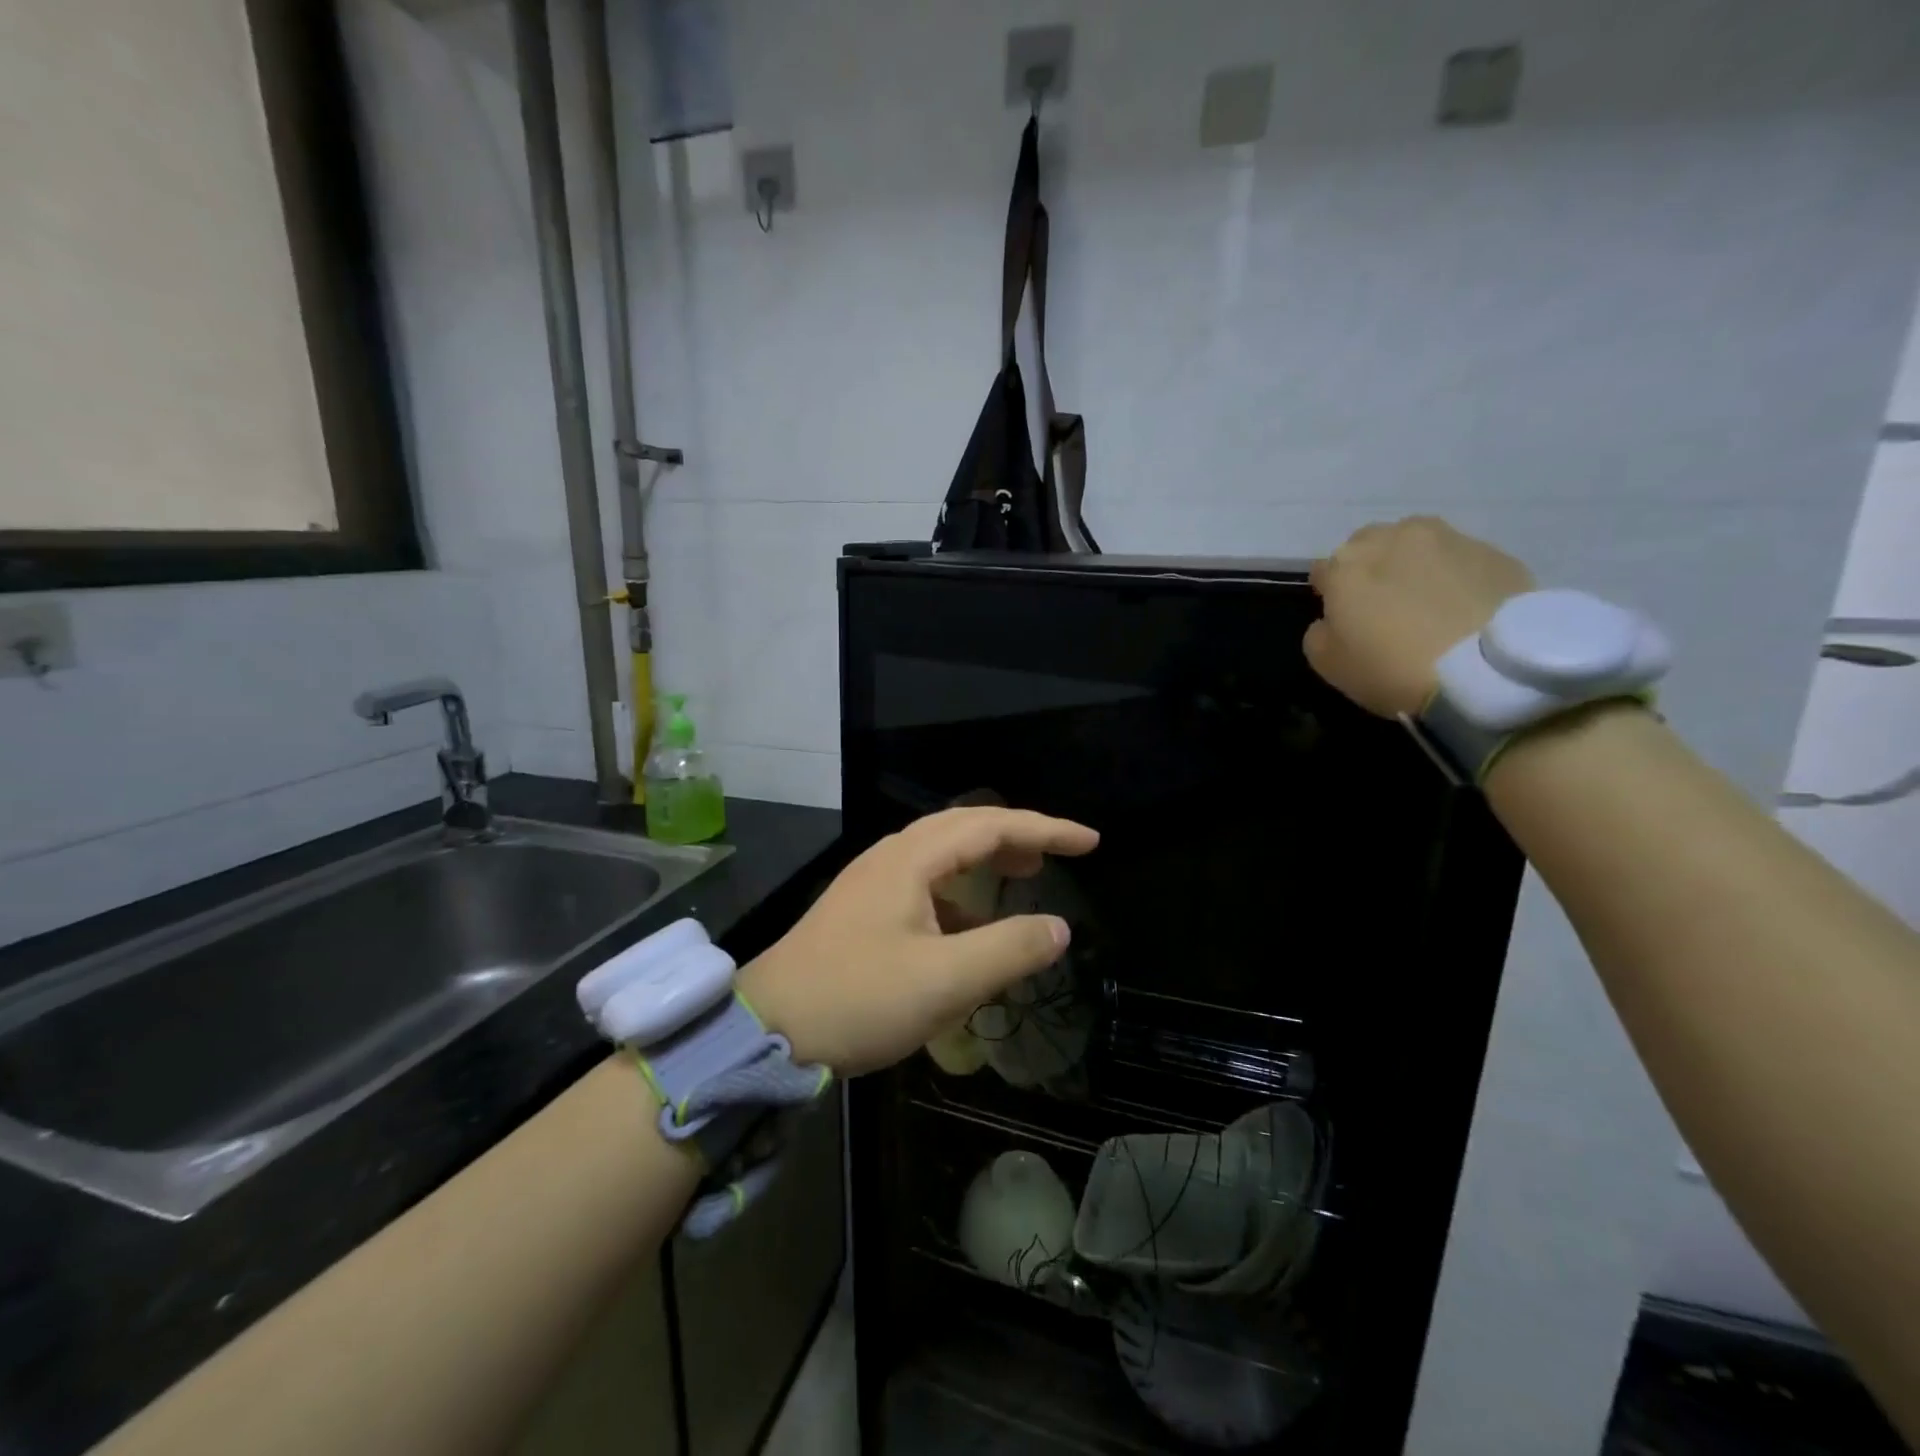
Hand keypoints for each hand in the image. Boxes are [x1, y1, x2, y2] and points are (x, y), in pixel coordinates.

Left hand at [736, 807, 1099, 1075]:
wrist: (767, 1030)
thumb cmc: (858, 1000)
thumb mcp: (945, 980)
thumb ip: (1009, 950)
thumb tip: (1060, 927)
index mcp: (911, 859)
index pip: (991, 825)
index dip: (1045, 829)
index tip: (1089, 842)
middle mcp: (891, 857)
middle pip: (965, 827)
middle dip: (1017, 835)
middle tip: (1059, 855)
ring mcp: (872, 882)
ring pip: (942, 853)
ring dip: (987, 859)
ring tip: (1024, 877)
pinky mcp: (862, 910)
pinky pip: (925, 883)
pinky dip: (961, 891)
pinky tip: (970, 924)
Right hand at [1304, 516, 1534, 717]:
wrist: (1487, 669)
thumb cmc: (1393, 668)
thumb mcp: (1329, 664)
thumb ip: (1319, 633)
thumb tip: (1331, 619)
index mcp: (1346, 566)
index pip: (1323, 570)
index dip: (1328, 593)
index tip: (1339, 617)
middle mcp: (1392, 539)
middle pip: (1368, 545)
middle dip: (1369, 568)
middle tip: (1381, 604)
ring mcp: (1446, 540)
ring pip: (1415, 542)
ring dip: (1411, 562)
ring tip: (1425, 597)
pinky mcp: (1492, 551)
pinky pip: (1459, 559)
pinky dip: (1454, 575)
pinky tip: (1462, 606)